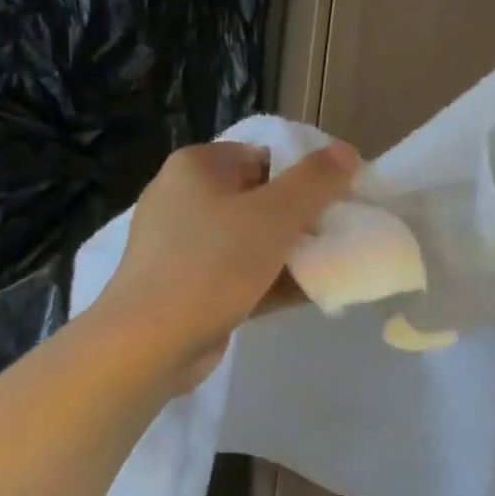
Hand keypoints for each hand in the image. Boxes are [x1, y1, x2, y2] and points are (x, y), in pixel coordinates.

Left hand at [101, 139, 359, 389]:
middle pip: (260, 199)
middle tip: (338, 236)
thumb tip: (347, 151)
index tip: (339, 201)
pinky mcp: (187, 285)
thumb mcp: (274, 216)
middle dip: (302, 219)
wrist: (147, 344)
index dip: (306, 176)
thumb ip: (316, 181)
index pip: (264, 157)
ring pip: (251, 240)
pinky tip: (311, 293)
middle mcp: (184, 198)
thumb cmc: (212, 265)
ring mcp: (183, 245)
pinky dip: (270, 280)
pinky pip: (238, 273)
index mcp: (198, 167)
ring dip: (291, 254)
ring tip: (333, 266)